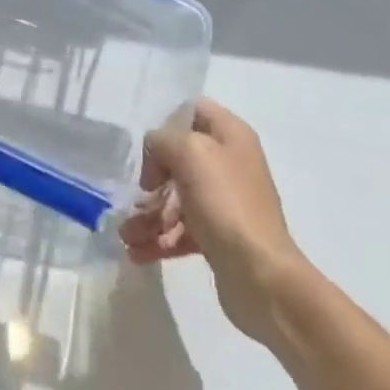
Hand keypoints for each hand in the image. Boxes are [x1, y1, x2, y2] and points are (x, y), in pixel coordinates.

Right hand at [119, 98, 302, 344]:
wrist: (262, 277)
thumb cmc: (226, 202)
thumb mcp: (189, 152)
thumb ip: (162, 140)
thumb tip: (155, 161)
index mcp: (230, 135)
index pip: (193, 111)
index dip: (166, 122)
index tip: (146, 145)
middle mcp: (229, 163)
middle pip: (179, 158)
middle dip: (151, 178)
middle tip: (135, 196)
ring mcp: (224, 202)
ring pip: (176, 198)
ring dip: (148, 214)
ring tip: (126, 236)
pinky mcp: (218, 237)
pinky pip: (181, 230)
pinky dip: (159, 239)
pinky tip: (137, 252)